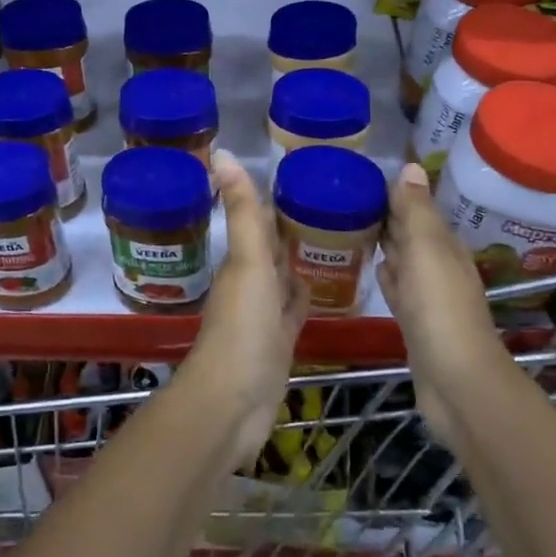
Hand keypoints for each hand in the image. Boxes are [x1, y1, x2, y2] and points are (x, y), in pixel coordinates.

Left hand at [184, 150, 306, 469]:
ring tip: (334, 238)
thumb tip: (221, 152)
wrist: (233, 404)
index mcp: (242, 262)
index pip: (260, 222)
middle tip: (329, 205)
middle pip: (272, 250)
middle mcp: (250, 284)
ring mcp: (264, 317)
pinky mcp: (279, 344)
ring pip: (283, 279)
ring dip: (299, 261)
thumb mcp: (248, 262)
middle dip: (292, 229)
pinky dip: (305, 297)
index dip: (276, 201)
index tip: (304, 178)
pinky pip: (294, 311)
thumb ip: (243, 211)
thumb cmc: (242, 328)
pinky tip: (323, 288)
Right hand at [377, 163, 505, 445]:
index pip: (416, 208)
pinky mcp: (415, 322)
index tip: (359, 177)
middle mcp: (439, 266)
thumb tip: (411, 166)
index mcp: (444, 245)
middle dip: (385, 216)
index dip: (392, 193)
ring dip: (384, 244)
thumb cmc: (439, 308)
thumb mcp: (426, 250)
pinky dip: (386, 275)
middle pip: (410, 233)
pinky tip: (371, 271)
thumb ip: (416, 210)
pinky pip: (398, 288)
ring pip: (403, 259)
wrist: (456, 382)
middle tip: (345, 199)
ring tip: (350, 227)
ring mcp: (428, 296)